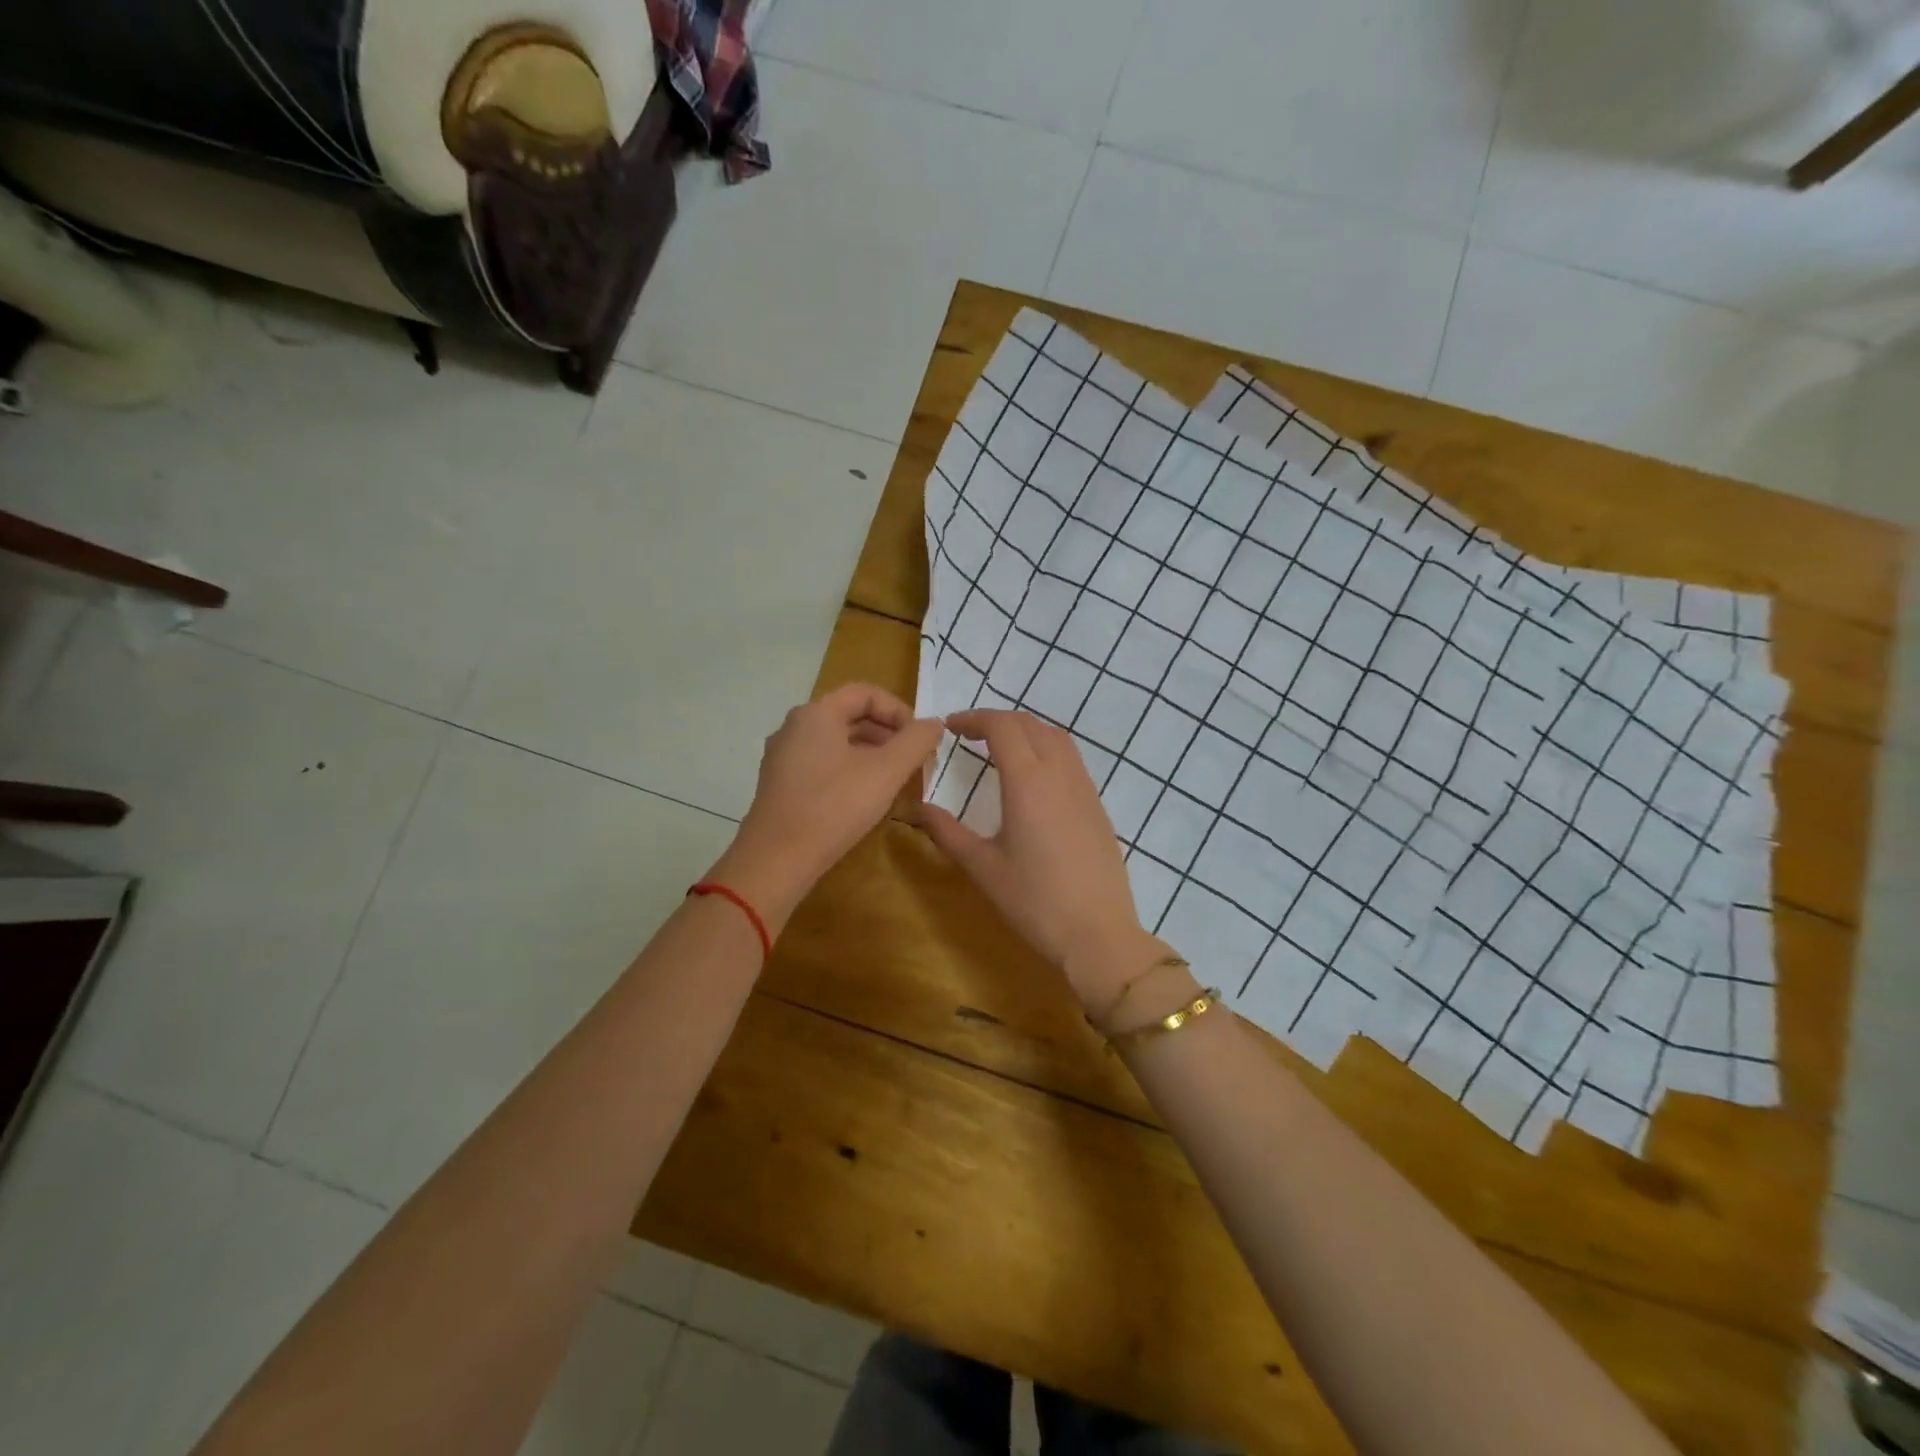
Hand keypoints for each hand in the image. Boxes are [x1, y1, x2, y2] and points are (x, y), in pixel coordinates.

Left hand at [709, 684, 943, 932]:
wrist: (776, 860)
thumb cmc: (834, 807)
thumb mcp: (886, 772)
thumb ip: (915, 742)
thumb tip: (934, 723)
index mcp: (816, 713)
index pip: (865, 693)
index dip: (899, 710)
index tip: (921, 738)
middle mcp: (794, 726)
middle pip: (849, 715)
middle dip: (887, 733)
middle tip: (914, 759)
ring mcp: (783, 756)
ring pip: (836, 741)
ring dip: (870, 753)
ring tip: (894, 779)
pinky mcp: (780, 784)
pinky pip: (821, 763)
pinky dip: (849, 769)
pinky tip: (864, 797)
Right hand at [917, 709, 1162, 1011]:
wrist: (1098, 934)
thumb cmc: (1034, 902)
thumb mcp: (983, 868)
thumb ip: (948, 833)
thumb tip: (920, 809)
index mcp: (1028, 782)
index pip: (1002, 727)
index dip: (974, 719)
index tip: (950, 727)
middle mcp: (1059, 774)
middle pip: (1029, 724)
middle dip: (997, 721)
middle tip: (968, 735)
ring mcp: (1084, 788)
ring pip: (1056, 738)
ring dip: (1025, 731)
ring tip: (999, 748)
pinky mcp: (1097, 806)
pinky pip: (1071, 760)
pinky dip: (1046, 749)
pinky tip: (1032, 778)